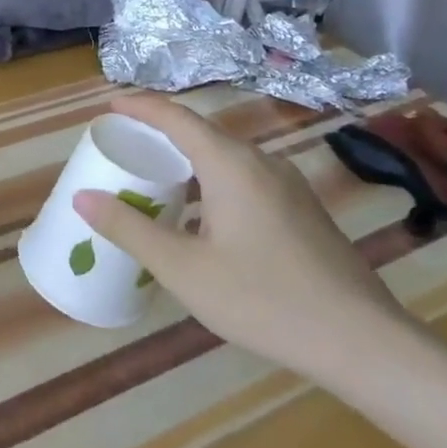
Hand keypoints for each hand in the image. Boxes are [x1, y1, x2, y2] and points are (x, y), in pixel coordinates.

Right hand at [71, 93, 411, 377]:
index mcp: (230, 164)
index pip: (176, 117)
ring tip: (156, 178)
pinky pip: (245, 177)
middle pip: (201, 132)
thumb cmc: (264, 299)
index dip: (140, 106)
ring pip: (225, 156)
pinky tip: (201, 217)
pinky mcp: (302, 210)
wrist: (363, 342)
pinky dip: (211, 180)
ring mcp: (288, 185)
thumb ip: (129, 229)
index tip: (109, 105)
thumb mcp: (183, 269)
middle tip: (124, 145)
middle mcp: (261, 163)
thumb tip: (82, 197)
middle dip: (160, 132)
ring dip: (187, 159)